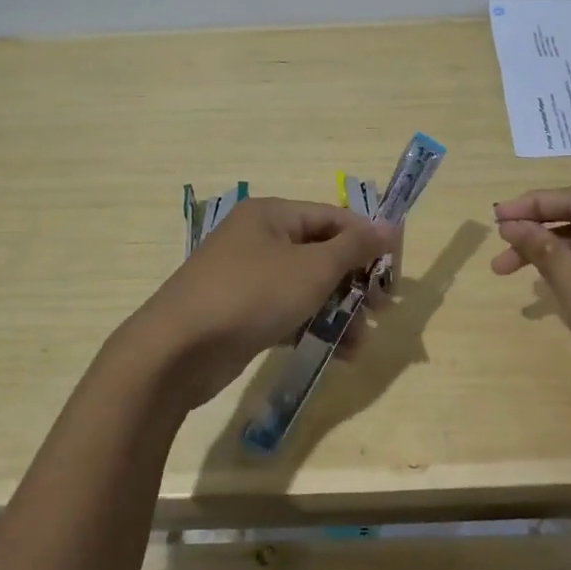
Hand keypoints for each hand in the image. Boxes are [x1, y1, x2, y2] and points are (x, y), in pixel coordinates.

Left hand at [114, 197, 396, 413]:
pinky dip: (312, 326)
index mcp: (273, 215)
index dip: (368, 243)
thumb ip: (355, 247)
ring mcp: (247, 277)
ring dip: (338, 311)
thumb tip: (391, 224)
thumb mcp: (312, 268)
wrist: (175, 352)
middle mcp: (259, 239)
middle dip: (355, 283)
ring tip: (361, 343)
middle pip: (322, 253)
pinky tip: (338, 354)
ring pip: (306, 286)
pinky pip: (288, 311)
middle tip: (381, 310)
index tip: (394, 275)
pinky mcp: (241, 313)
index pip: (334, 218)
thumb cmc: (251, 296)